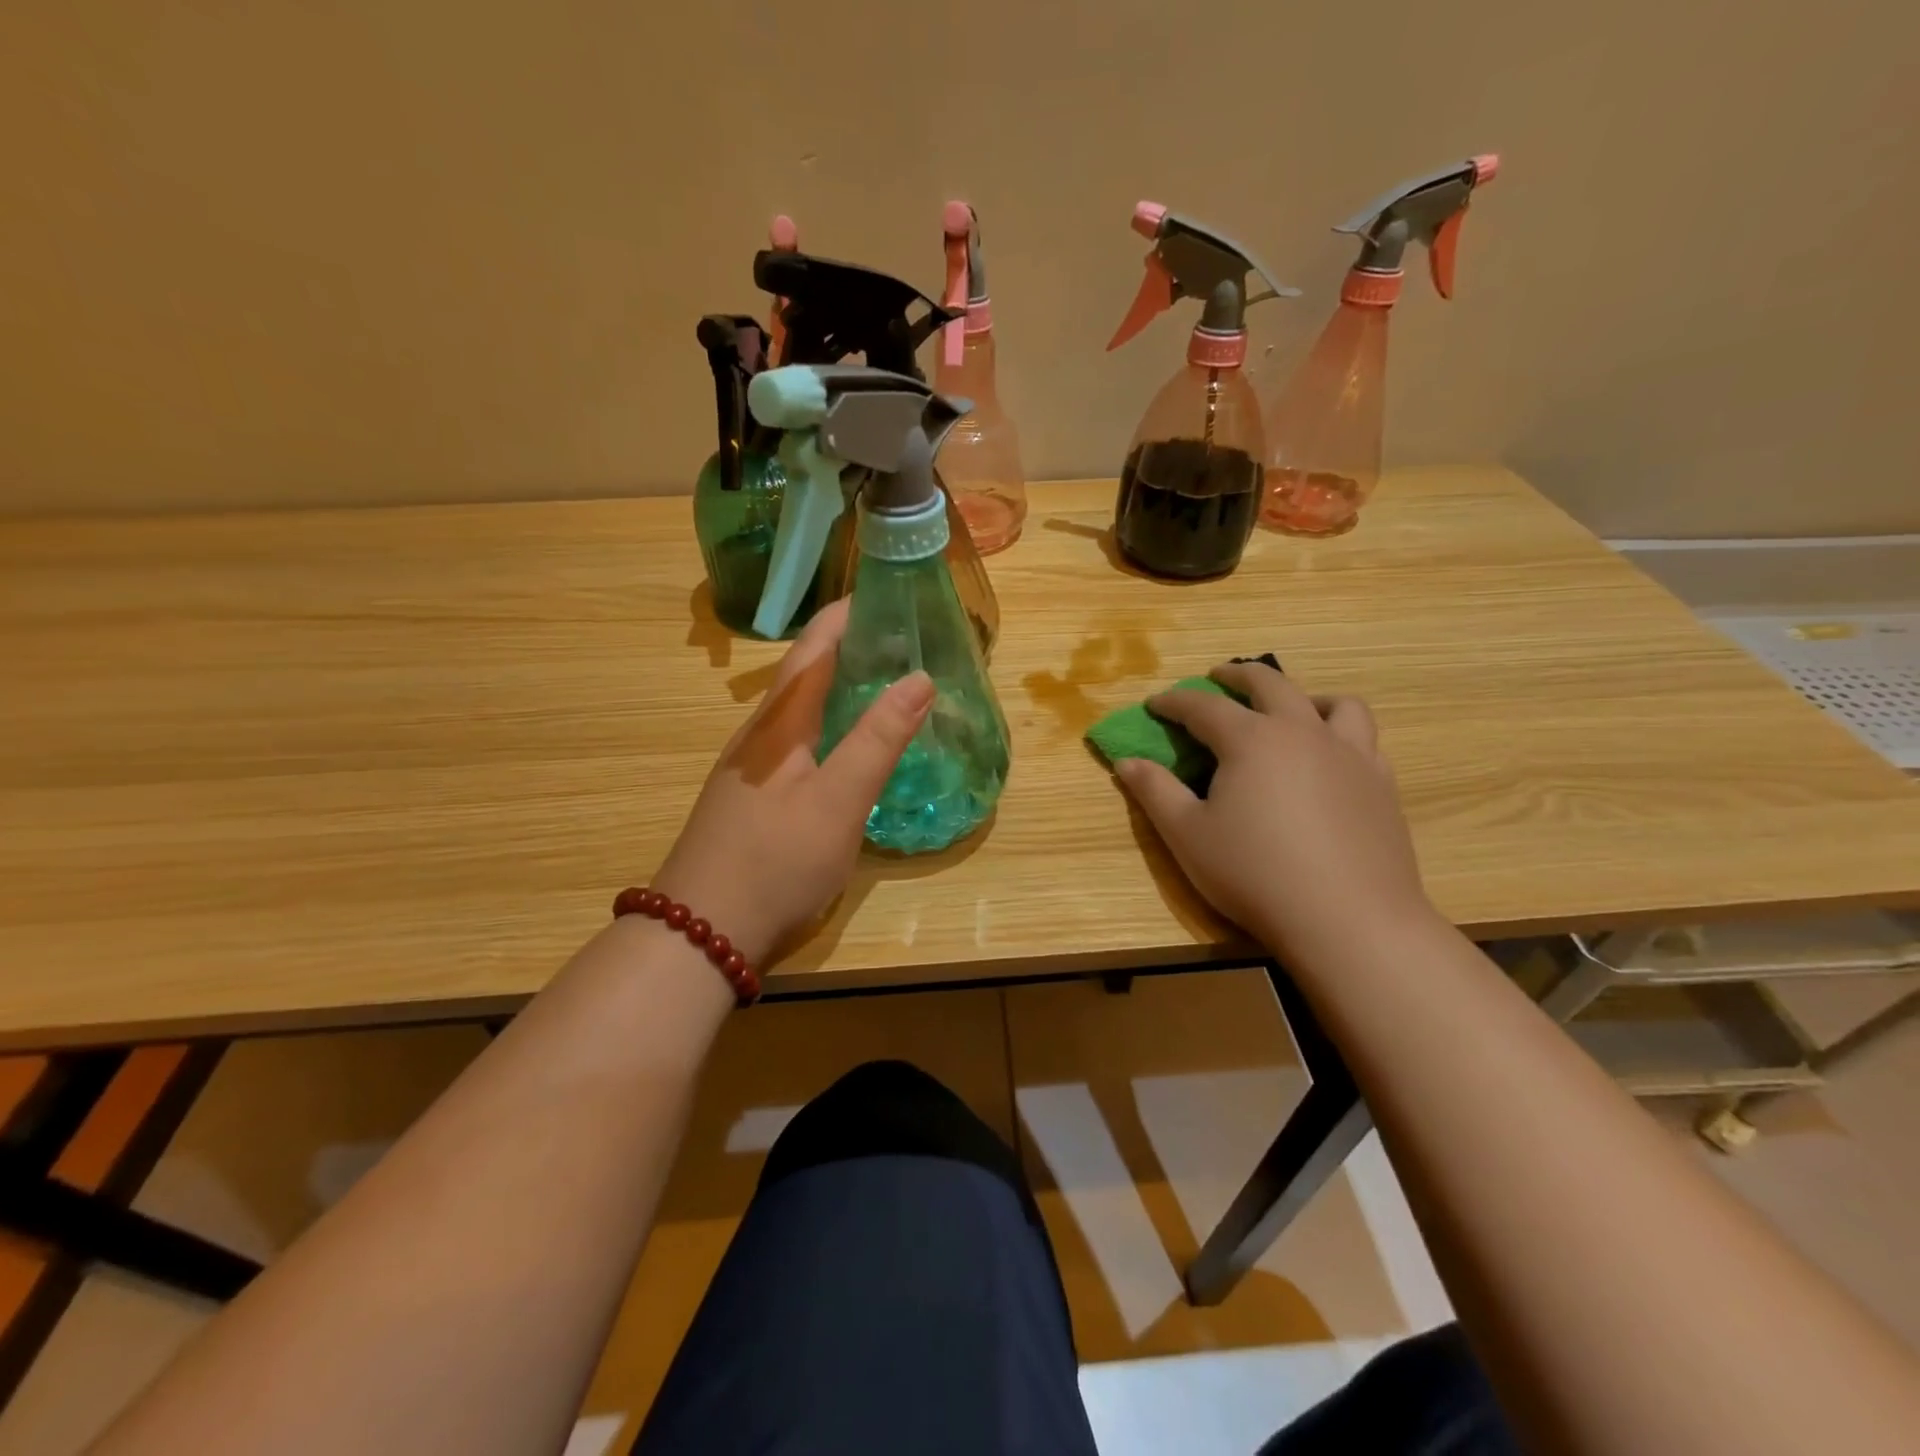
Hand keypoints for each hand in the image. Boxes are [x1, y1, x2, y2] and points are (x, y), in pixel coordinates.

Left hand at [652, 600, 931, 966]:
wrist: (700, 932)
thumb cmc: (775, 861)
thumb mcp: (838, 801)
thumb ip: (878, 740)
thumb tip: (919, 677)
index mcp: (778, 723)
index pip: (813, 648)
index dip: (847, 616)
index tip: (888, 595)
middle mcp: (759, 736)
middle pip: (804, 674)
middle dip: (850, 649)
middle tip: (903, 643)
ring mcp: (750, 769)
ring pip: (799, 710)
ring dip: (839, 688)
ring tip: (885, 686)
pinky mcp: (751, 799)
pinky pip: (796, 742)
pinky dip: (829, 726)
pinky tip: (848, 748)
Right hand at [1114, 660, 1434, 965]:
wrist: (1348, 919)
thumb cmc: (1255, 874)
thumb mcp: (1187, 836)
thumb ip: (1155, 792)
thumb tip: (1127, 761)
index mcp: (1250, 739)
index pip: (1203, 706)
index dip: (1174, 701)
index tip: (1155, 704)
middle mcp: (1302, 731)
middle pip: (1269, 684)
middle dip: (1236, 676)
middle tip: (1217, 679)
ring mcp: (1349, 754)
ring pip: (1333, 702)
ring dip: (1303, 696)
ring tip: (1288, 710)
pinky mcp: (1380, 783)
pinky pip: (1363, 738)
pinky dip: (1340, 732)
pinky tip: (1328, 757)